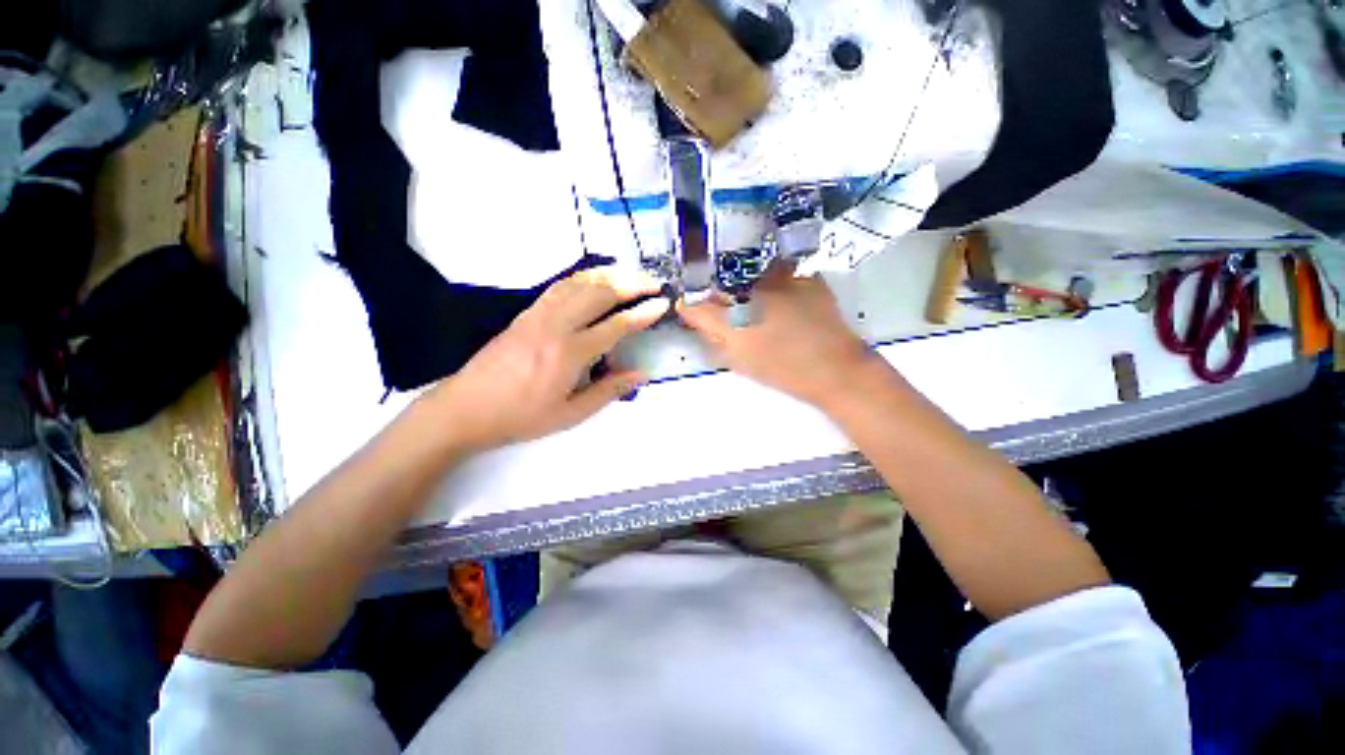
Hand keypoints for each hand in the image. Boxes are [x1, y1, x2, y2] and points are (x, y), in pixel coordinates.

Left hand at [427, 266, 668, 451]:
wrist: (467, 407)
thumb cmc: (521, 416)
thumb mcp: (570, 413)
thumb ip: (609, 390)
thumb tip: (641, 374)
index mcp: (570, 352)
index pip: (616, 325)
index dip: (643, 313)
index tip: (663, 303)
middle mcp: (556, 325)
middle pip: (600, 293)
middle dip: (631, 284)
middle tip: (654, 283)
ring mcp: (538, 314)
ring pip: (579, 283)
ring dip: (609, 275)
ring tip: (631, 275)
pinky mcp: (526, 312)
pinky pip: (559, 286)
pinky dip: (583, 278)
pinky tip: (594, 280)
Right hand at [680, 268, 882, 406]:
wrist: (834, 369)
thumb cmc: (782, 373)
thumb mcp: (740, 362)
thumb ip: (716, 339)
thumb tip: (703, 323)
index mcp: (732, 321)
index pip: (695, 306)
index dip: (690, 308)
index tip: (691, 311)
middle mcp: (750, 294)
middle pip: (721, 285)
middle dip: (719, 295)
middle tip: (729, 310)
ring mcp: (780, 281)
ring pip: (751, 276)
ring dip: (749, 287)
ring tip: (762, 304)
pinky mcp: (803, 277)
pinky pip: (782, 276)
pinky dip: (779, 287)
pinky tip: (788, 303)